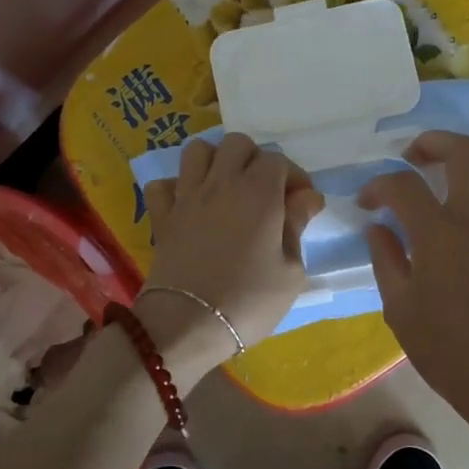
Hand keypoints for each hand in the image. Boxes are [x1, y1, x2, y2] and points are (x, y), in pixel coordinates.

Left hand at [141, 134, 323, 386]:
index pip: (277, 160)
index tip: (301, 204)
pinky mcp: (162, 216)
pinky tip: (189, 206)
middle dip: (255, 160)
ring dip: (215, 162)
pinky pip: (163, 184)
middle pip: (237, 144)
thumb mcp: (291, 271)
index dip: (293, 177)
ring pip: (197, 150)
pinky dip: (176, 188)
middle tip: (265, 192)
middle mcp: (221, 183)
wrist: (188, 325)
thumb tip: (307, 197)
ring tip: (226, 188)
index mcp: (259, 193)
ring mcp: (187, 196)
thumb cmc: (249, 301)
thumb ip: (297, 226)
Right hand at [359, 132, 468, 449]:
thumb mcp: (400, 310)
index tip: (369, 201)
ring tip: (462, 161)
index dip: (379, 186)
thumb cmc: (448, 350)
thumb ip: (386, 260)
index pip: (403, 186)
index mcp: (439, 235)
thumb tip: (378, 229)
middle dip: (435, 143)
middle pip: (465, 153)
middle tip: (416, 156)